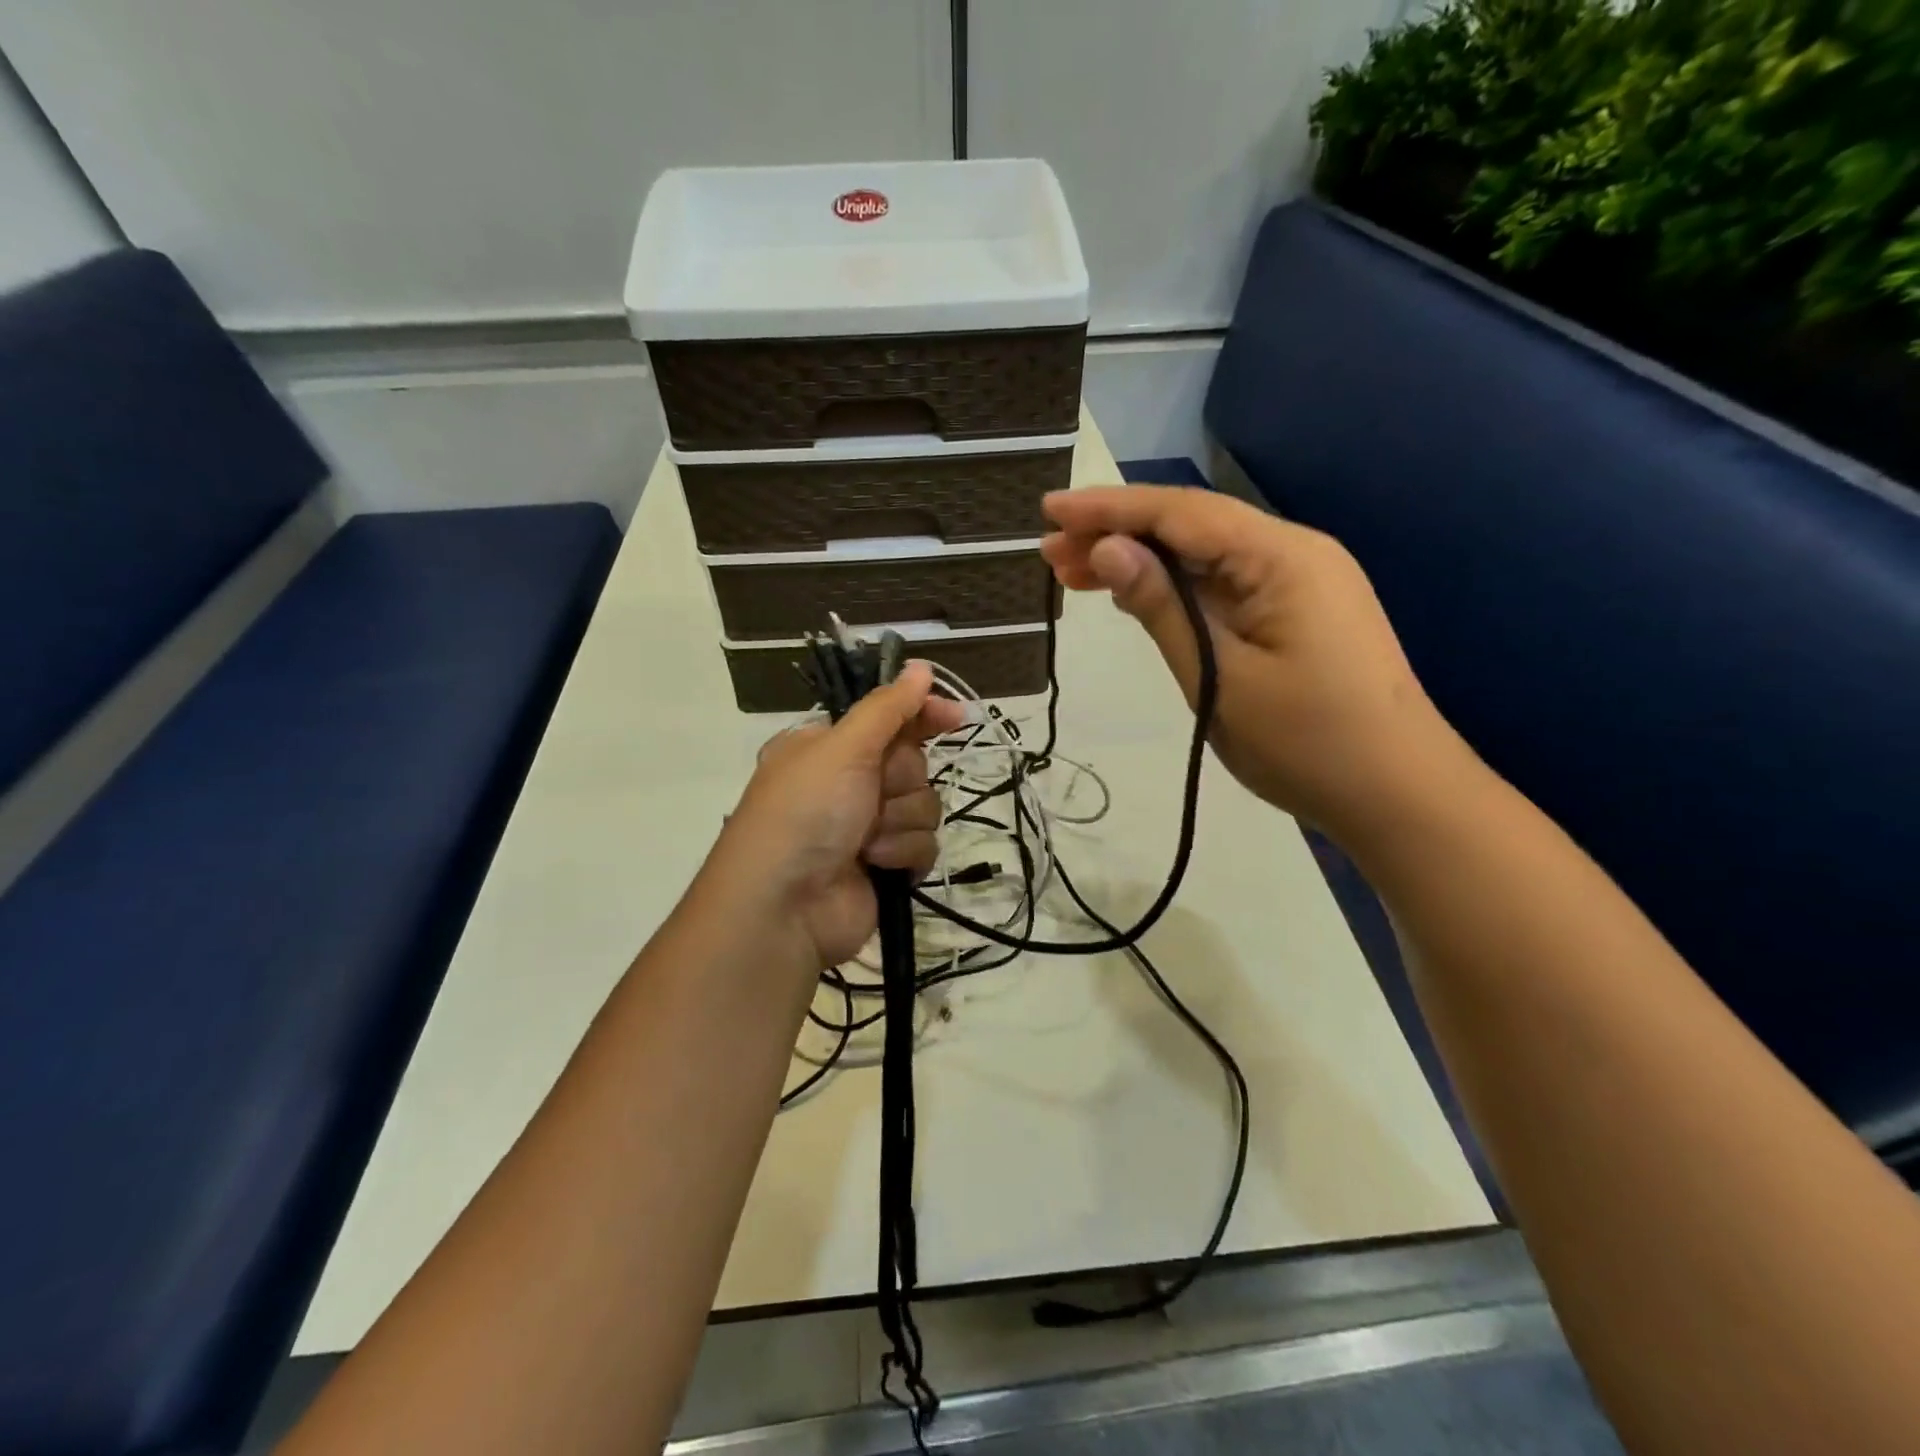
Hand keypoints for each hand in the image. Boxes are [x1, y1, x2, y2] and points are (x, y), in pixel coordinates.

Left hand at [714, 660, 965, 970]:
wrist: (785, 907)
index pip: (889, 717)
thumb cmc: (806, 813)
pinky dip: (903, 854)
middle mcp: (848, 782)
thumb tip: (921, 667)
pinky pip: (924, 844)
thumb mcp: (842, 747)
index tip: (956, 717)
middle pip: (912, 763)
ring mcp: (867, 826)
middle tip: (872, 796)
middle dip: (899, 781)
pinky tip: (877, 865)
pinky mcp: (886, 864)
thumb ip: (888, 708)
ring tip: (866, 841)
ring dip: (900, 822)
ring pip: (923, 805)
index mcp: (829, 747)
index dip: (923, 714)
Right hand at [1041, 486, 1465, 845]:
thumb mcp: (1218, 677)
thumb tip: (1107, 550)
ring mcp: (1299, 583)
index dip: (1109, 508)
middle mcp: (1293, 553)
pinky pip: (1224, 586)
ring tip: (1074, 576)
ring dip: (1141, 562)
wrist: (1397, 794)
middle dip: (1117, 535)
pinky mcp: (1296, 614)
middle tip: (1050, 556)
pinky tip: (1135, 594)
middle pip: (1191, 528)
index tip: (1050, 512)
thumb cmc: (1307, 741)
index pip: (1180, 513)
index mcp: (1281, 557)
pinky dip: (1174, 589)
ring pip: (1204, 557)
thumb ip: (1162, 608)